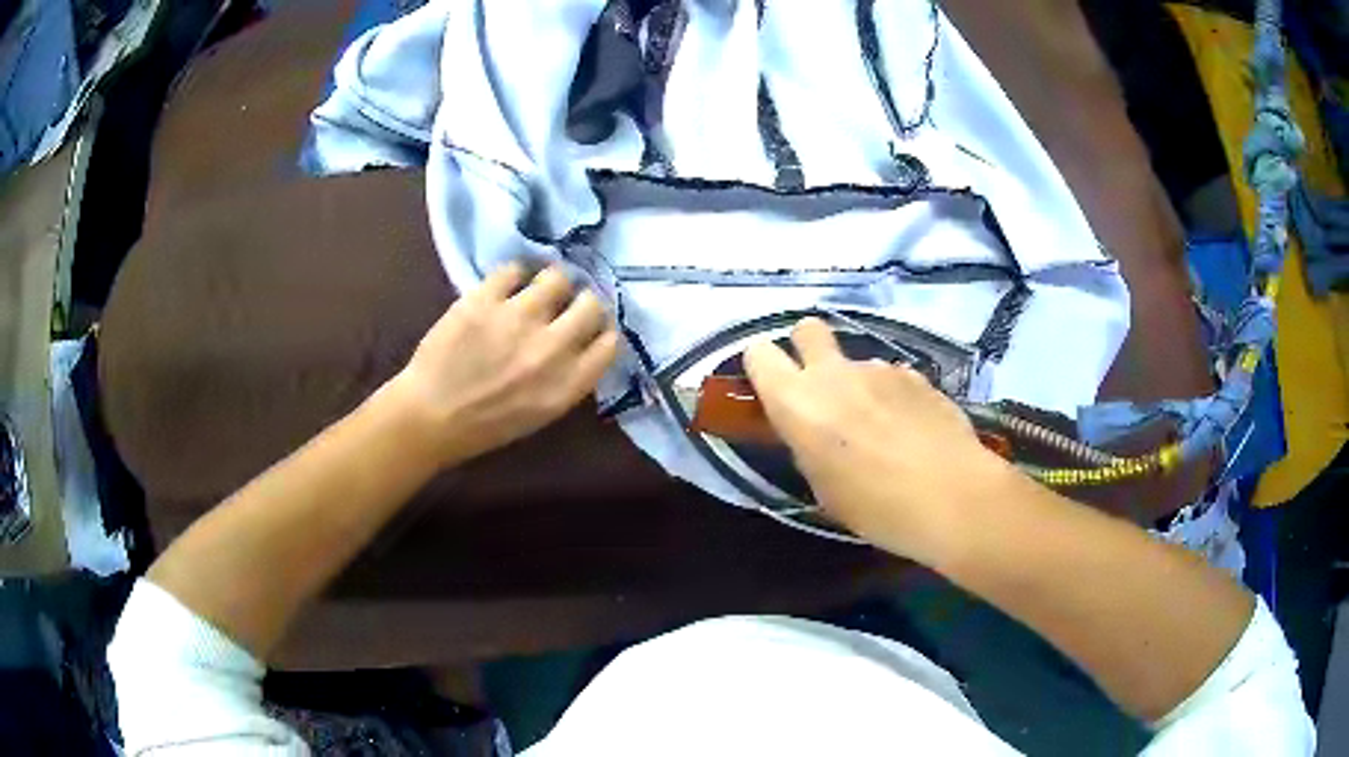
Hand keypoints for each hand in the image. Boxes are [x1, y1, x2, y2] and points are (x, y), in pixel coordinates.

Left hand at [392, 263, 619, 466]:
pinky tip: (504, 287)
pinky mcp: (484, 300)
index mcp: (567, 384)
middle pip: (592, 303)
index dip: (602, 330)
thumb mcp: (541, 414)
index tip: (590, 328)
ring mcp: (517, 319)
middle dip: (582, 301)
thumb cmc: (486, 425)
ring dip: (550, 283)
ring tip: (535, 290)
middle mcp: (551, 348)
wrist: (431, 417)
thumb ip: (568, 379)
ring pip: (557, 277)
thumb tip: (582, 344)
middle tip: (565, 305)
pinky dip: (512, 276)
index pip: (610, 342)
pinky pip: (513, 269)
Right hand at [744, 318, 1012, 563]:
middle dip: (807, 349)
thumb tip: (814, 427)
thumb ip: (808, 443)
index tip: (773, 389)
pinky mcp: (916, 374)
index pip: (758, 354)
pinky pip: (892, 377)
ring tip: (884, 430)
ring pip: (856, 363)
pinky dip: (894, 396)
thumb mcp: (822, 486)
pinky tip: (913, 430)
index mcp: (798, 403)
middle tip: (823, 389)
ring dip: (860, 385)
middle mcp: (834, 374)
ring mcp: (880, 368)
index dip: (762, 367)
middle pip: (806, 329)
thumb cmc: (876, 508)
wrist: (951, 496)